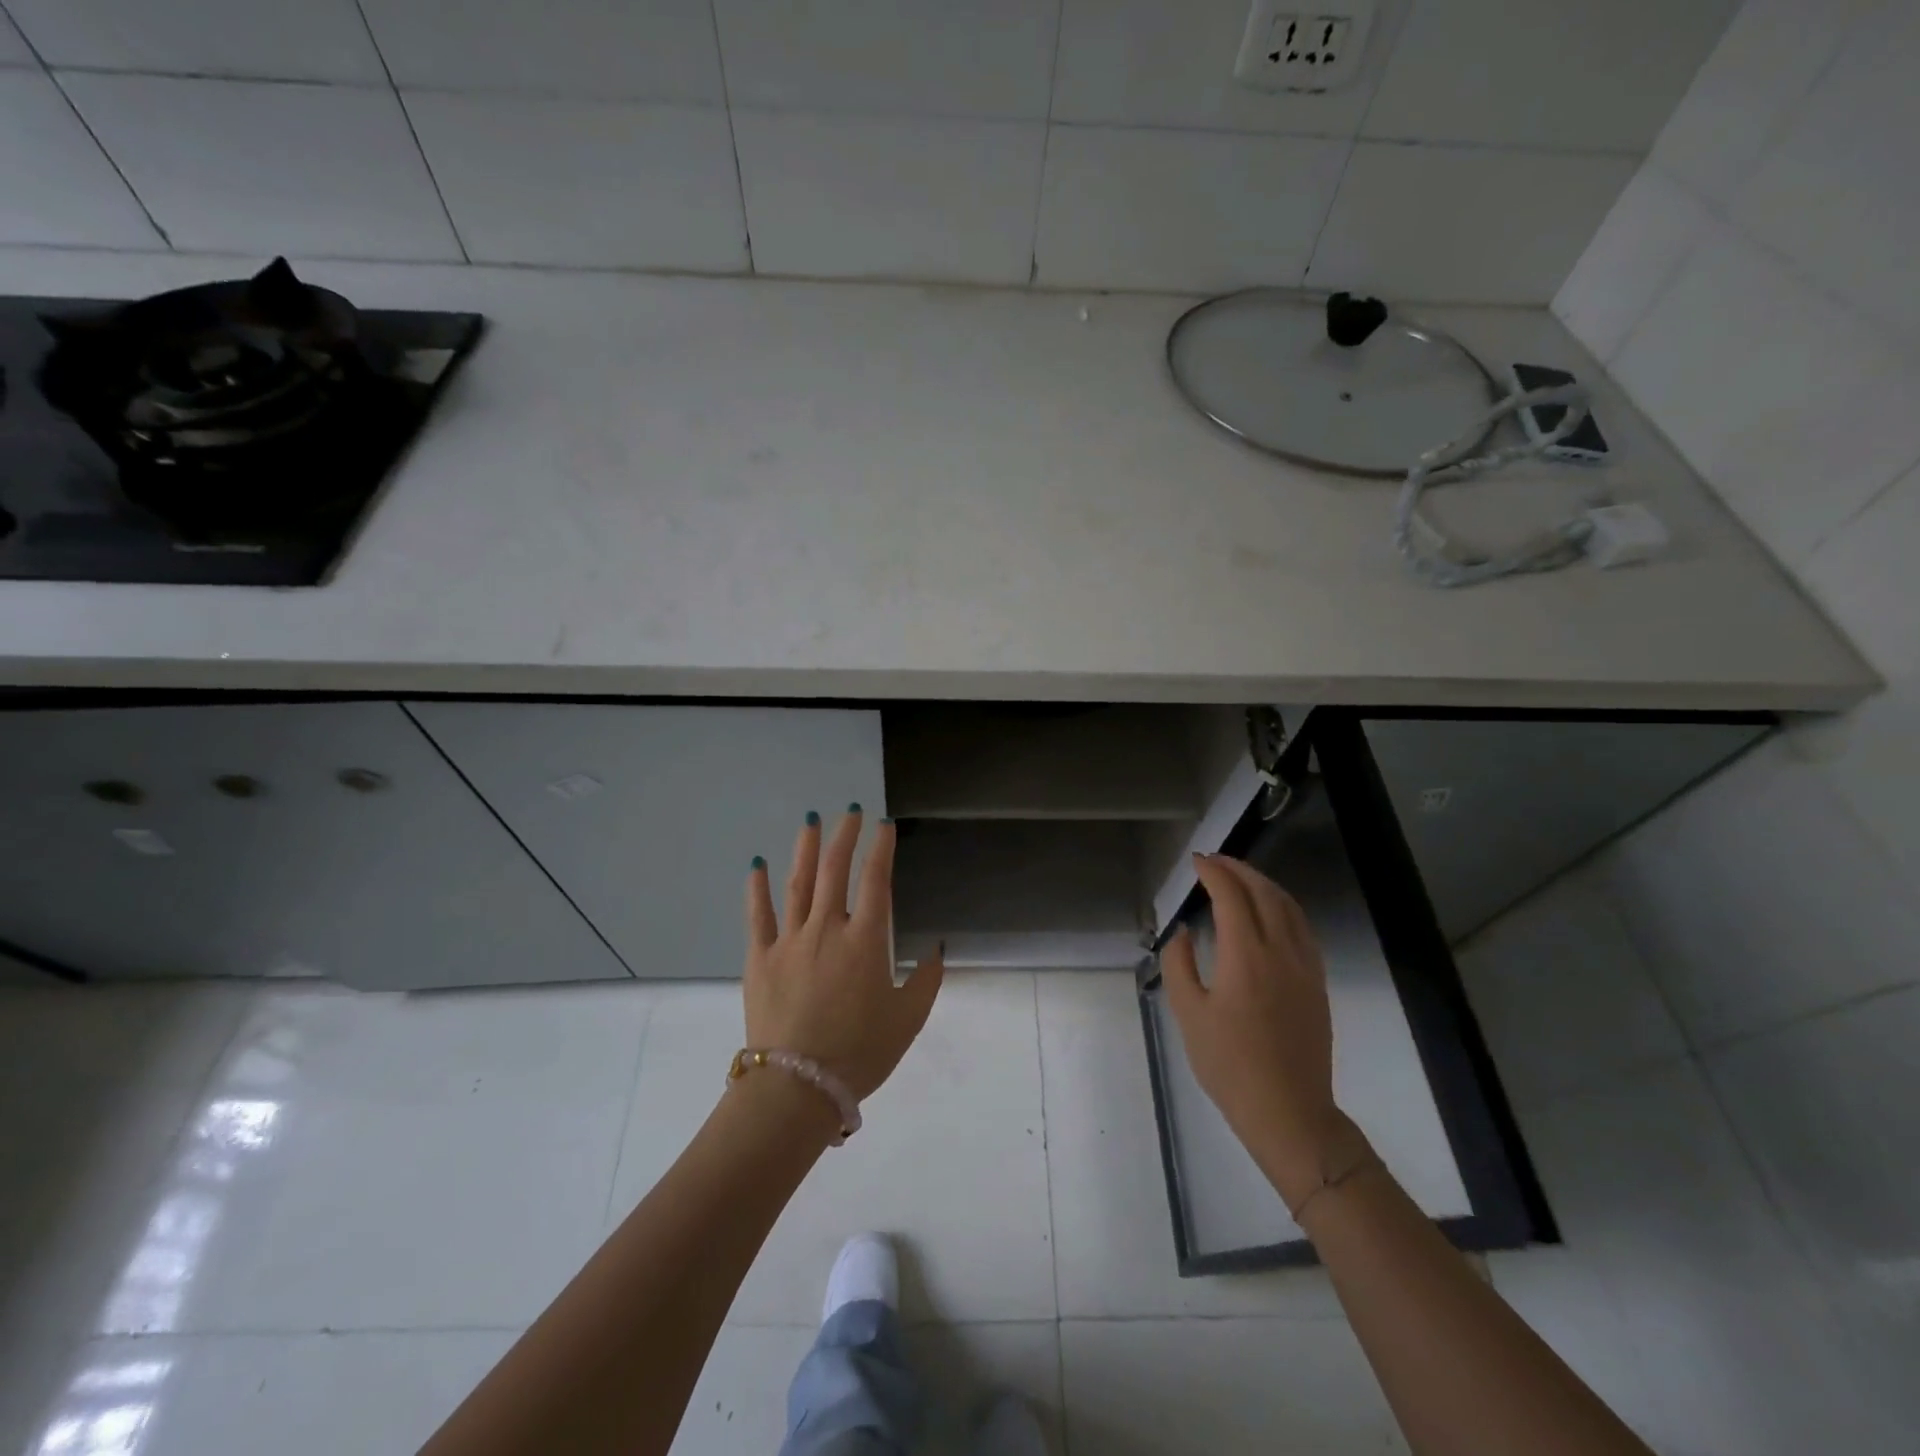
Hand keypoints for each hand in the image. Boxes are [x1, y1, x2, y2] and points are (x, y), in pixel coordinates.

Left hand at [743, 808, 943, 1102]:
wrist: (797, 1087)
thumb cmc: (860, 1052)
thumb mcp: (908, 1019)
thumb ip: (926, 980)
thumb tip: (936, 948)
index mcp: (865, 941)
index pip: (876, 880)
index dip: (882, 848)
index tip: (885, 825)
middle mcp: (827, 928)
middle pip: (836, 870)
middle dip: (845, 836)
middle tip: (850, 811)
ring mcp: (790, 940)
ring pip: (798, 883)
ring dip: (806, 849)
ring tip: (811, 821)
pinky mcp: (760, 958)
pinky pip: (758, 915)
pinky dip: (757, 887)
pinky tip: (756, 863)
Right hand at [1162, 853, 1364, 1212]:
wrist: (1288, 1111)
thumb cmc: (1229, 1065)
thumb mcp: (1189, 1014)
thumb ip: (1180, 964)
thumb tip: (1183, 931)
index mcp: (1245, 956)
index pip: (1232, 896)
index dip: (1213, 872)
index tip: (1196, 862)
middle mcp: (1280, 951)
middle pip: (1264, 892)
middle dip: (1238, 869)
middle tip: (1214, 861)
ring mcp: (1305, 966)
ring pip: (1289, 907)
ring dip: (1263, 883)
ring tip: (1241, 877)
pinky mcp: (1317, 982)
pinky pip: (1303, 928)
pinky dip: (1284, 906)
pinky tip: (1271, 912)